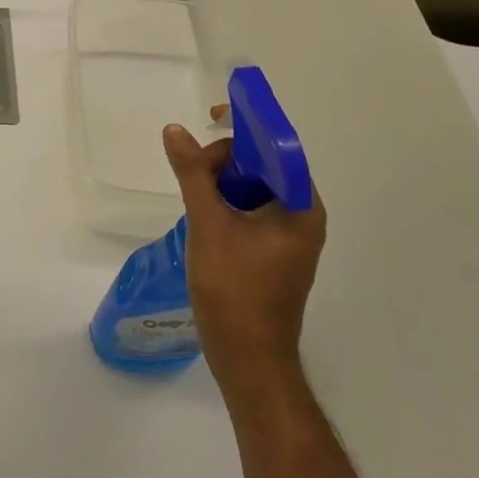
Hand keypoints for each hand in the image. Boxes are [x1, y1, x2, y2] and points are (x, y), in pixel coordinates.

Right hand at [162, 118, 326, 405]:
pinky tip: (202, 214)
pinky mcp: (274, 253)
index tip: (212, 117)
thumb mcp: (208, 224)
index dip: (246, 128)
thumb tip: (175, 130)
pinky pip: (252, 211)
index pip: (278, 148)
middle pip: (265, 166)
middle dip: (227, 159)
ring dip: (223, 181)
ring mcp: (289, 238)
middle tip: (192, 169)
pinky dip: (227, 203)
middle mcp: (303, 217)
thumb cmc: (235, 290)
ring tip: (193, 192)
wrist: (247, 360)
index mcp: (301, 207)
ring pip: (255, 189)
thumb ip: (192, 173)